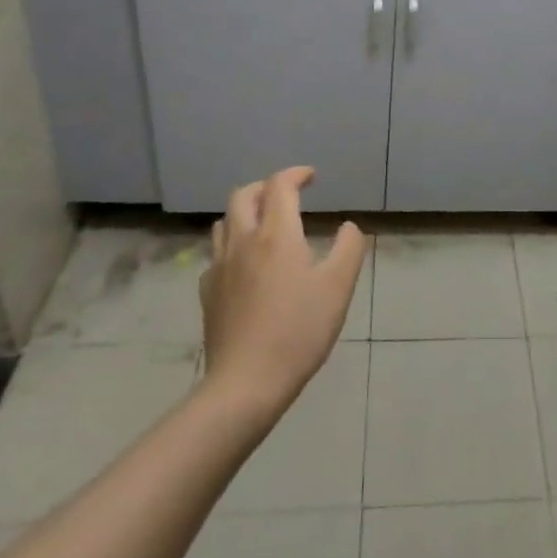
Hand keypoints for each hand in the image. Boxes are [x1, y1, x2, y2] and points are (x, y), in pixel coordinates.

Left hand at [201, 167, 367, 414]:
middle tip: (287, 195)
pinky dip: (233, 244)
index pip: (279, 185)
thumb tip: (347, 226)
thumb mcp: (338, 287)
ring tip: (265, 223)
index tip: (312, 177)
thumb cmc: (299, 330)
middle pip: (244, 195)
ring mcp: (219, 267)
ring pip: (225, 221)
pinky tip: (246, 264)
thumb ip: (348, 248)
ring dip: (245, 211)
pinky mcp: (208, 292)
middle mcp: (243, 241)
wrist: (247, 382)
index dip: (296, 174)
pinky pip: (217, 253)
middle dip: (266, 187)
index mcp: (276, 234)